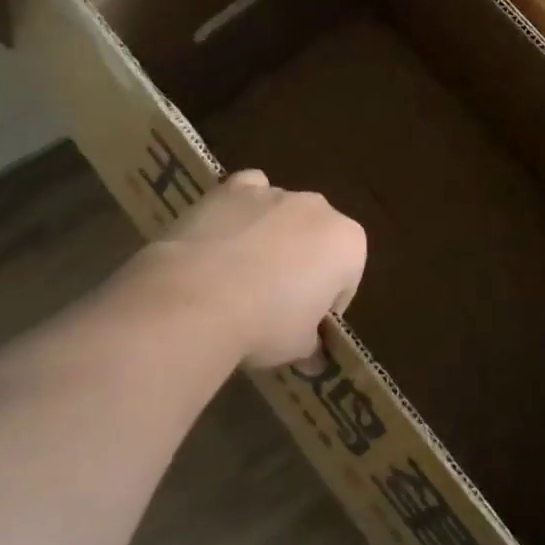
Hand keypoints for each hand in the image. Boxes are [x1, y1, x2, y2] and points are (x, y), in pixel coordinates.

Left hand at [141, 170, 367, 368]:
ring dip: (272, 236)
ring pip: (282, 213)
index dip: (328, 303)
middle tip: (276, 300)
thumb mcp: (298, 346)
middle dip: (303, 262)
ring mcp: (274, 192)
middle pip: (317, 237)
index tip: (307, 324)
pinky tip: (226, 234)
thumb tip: (312, 357)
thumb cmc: (265, 324)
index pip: (347, 276)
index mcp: (347, 243)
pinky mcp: (232, 188)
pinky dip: (243, 208)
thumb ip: (311, 343)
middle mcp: (318, 208)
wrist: (198, 298)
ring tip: (242, 274)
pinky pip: (248, 191)